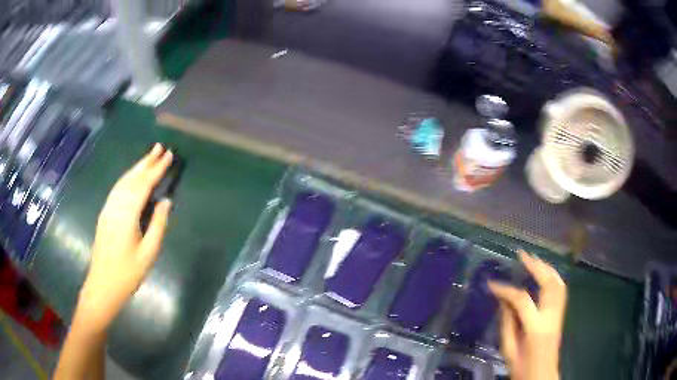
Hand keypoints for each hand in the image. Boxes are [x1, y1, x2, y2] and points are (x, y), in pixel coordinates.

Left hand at [77, 144, 172, 332]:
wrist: (102, 285)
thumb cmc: (127, 273)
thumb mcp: (148, 254)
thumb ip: (157, 225)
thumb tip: (165, 201)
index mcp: (127, 215)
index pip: (143, 185)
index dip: (157, 169)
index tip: (169, 155)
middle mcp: (115, 206)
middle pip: (131, 178)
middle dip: (146, 162)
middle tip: (159, 147)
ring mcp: (108, 209)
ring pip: (123, 182)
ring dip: (136, 168)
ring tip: (149, 157)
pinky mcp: (105, 214)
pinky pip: (117, 189)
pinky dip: (127, 179)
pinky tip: (132, 177)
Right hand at [489, 251, 566, 379]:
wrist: (542, 377)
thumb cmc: (522, 368)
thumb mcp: (508, 350)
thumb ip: (507, 324)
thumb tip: (504, 301)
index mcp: (536, 328)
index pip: (522, 300)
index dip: (506, 290)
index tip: (491, 284)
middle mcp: (551, 317)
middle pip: (548, 283)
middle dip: (535, 266)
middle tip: (522, 255)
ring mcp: (559, 315)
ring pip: (558, 283)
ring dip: (546, 268)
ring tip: (533, 260)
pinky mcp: (561, 316)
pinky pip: (560, 290)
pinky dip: (553, 277)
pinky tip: (545, 274)